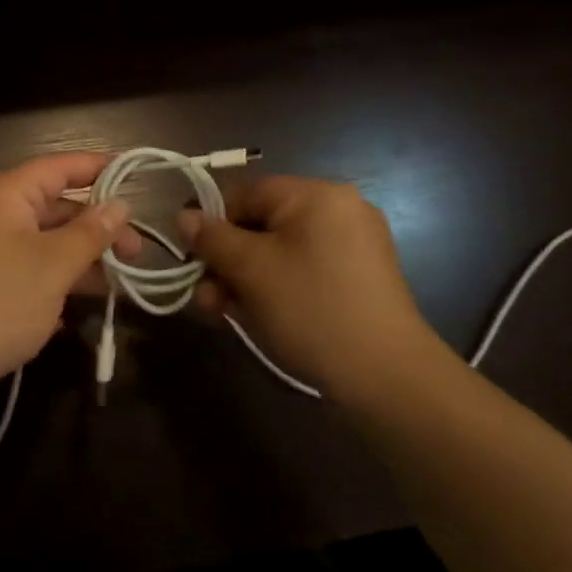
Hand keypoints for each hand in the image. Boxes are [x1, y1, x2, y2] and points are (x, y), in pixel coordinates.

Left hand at [0, 153, 139, 395]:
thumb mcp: (54, 265)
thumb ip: (91, 233)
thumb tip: (121, 205)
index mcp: (4, 194)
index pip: (59, 167)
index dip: (99, 168)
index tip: (135, 174)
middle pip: (54, 206)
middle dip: (97, 227)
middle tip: (136, 252)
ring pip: (43, 240)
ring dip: (81, 257)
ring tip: (120, 281)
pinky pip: (28, 266)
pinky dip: (56, 278)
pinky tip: (81, 303)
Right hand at [178, 176, 447, 395]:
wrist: (388, 377)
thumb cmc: (311, 309)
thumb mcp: (250, 270)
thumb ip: (212, 238)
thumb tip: (183, 217)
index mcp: (317, 195)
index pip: (247, 194)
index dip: (212, 224)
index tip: (191, 259)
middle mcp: (338, 210)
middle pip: (262, 225)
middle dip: (226, 261)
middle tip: (205, 298)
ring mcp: (353, 246)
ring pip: (280, 252)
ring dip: (245, 279)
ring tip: (222, 314)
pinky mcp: (359, 279)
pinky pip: (303, 271)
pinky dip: (276, 288)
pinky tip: (256, 317)